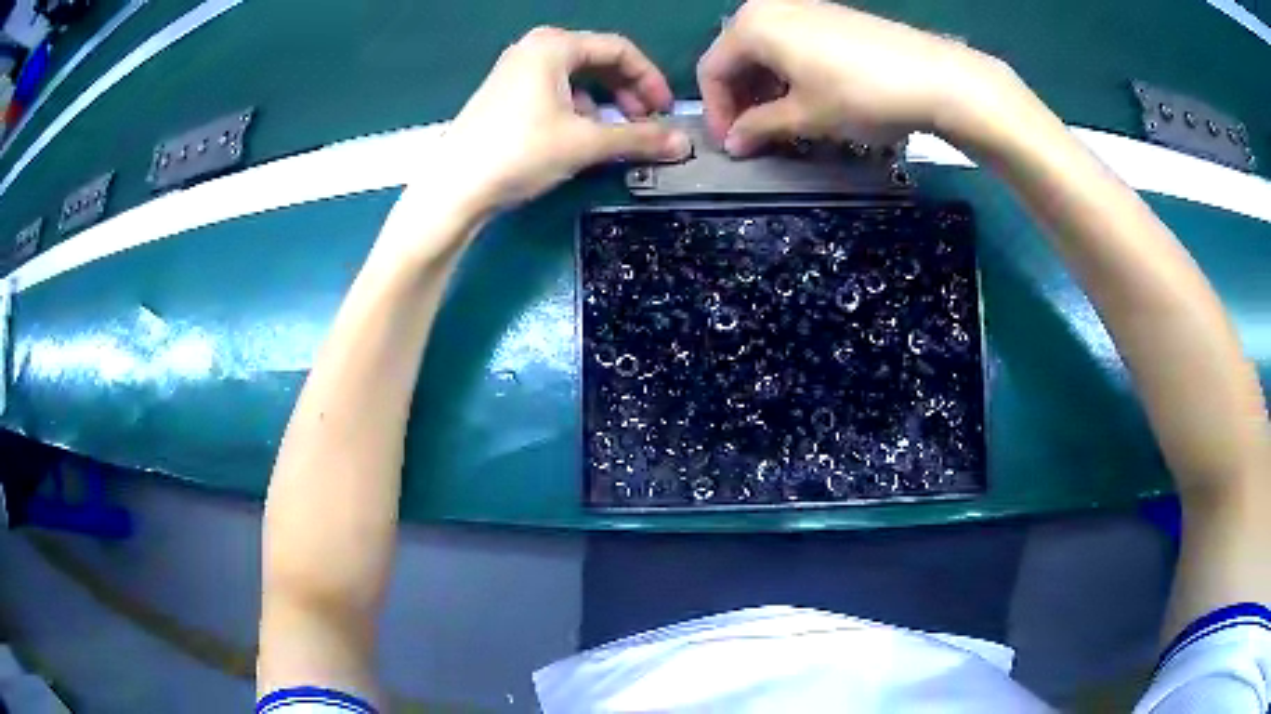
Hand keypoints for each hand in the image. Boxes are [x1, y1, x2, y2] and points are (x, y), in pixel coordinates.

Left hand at [440, 27, 691, 213]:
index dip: (650, 79)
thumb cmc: (519, 152)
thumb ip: (639, 138)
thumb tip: (684, 144)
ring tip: (616, 135)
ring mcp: (515, 71)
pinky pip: (555, 92)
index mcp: (554, 45)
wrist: (453, 189)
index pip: (619, 50)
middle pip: (598, 61)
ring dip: (605, 104)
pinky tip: (580, 137)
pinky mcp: (505, 96)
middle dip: (628, 92)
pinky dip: (578, 110)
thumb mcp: (586, 143)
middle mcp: (533, 49)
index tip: (666, 111)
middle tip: (646, 123)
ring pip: (576, 79)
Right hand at [697, 0, 1012, 155]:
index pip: (713, 70)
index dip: (718, 112)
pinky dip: (789, 74)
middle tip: (755, 137)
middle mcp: (769, 8)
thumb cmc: (860, 94)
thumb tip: (734, 142)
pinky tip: (807, 99)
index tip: (731, 146)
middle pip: (737, 57)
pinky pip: (792, 44)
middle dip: (740, 100)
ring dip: (764, 89)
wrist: (935, 77)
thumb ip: (760, 127)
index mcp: (751, 26)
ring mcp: (803, 8)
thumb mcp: (806, 117)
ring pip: (765, 51)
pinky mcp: (830, 17)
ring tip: (782, 124)